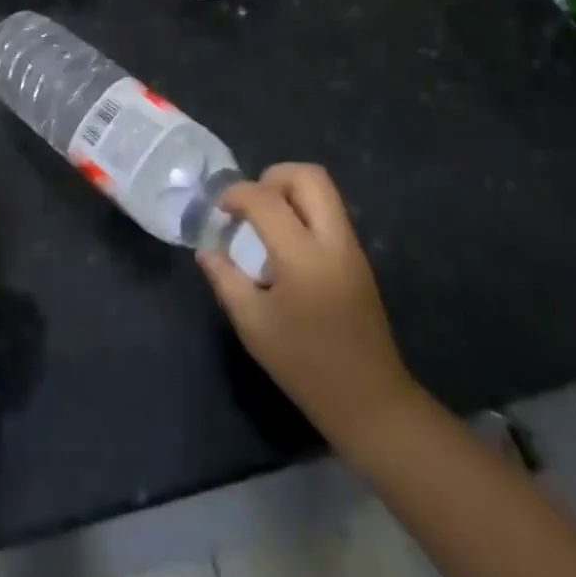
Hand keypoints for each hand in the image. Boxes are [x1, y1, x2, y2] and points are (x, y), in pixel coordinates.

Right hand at [198, 164, 422, 453]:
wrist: (369, 400)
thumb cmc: (304, 365)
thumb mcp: (253, 325)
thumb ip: (226, 279)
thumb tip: (206, 250)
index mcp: (303, 256)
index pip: (266, 199)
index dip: (236, 194)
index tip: (219, 210)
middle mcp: (333, 240)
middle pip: (308, 176)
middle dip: (272, 177)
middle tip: (249, 204)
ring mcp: (351, 247)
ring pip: (323, 190)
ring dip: (289, 192)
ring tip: (264, 223)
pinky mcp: (358, 259)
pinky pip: (329, 213)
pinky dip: (303, 211)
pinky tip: (284, 246)